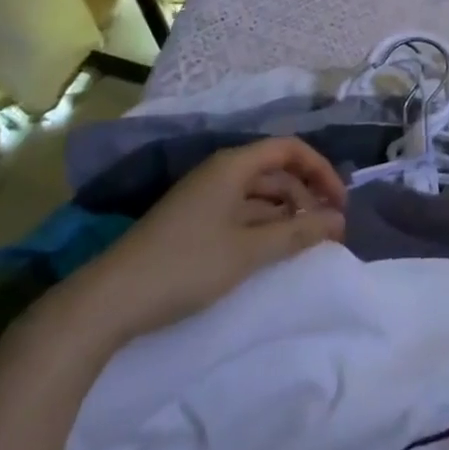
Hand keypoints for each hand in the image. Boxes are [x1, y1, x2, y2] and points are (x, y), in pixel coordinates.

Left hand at [54, 137, 345, 350]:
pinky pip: (241, 211)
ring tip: (305, 243)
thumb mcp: (248, 251)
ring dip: (286, 212)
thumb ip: (298, 234)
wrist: (108, 301)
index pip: (290, 148)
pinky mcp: (193, 221)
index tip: (340, 204)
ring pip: (259, 193)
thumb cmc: (185, 266)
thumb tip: (340, 221)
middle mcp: (221, 171)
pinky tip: (271, 250)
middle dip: (307, 194)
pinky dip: (263, 225)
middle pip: (276, 169)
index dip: (321, 170)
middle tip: (328, 230)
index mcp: (233, 165)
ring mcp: (204, 196)